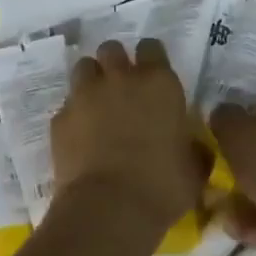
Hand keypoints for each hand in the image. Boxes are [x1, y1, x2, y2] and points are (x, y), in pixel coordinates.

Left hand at [55, 40, 208, 235]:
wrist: (108, 208)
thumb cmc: (161, 187)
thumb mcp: (194, 170)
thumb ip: (193, 148)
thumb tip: (192, 145)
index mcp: (158, 84)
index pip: (152, 47)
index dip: (151, 58)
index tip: (153, 75)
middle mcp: (119, 79)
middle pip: (111, 49)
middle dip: (115, 62)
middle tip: (122, 87)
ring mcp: (85, 95)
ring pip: (84, 67)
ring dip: (91, 80)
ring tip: (97, 104)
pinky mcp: (60, 117)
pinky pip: (67, 105)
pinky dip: (74, 115)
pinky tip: (80, 136)